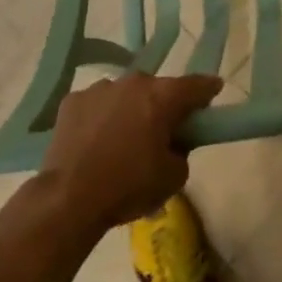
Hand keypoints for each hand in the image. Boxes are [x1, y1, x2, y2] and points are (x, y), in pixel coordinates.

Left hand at [39, 72, 222, 231]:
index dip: (208, 90)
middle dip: (162, 105)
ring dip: (129, 109)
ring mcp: (100, 88)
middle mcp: (133, 83)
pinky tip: (94, 142)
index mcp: (163, 97)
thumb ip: (182, 151)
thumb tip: (173, 142)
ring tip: (121, 140)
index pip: (196, 84)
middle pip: (157, 89)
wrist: (68, 199)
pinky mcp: (72, 100)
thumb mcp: (174, 177)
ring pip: (125, 95)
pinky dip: (100, 117)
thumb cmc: (128, 187)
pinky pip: (96, 105)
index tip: (213, 92)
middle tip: (161, 131)